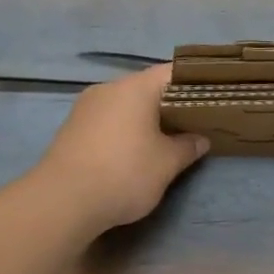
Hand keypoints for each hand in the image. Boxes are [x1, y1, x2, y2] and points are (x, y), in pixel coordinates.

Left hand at [33, 64, 207, 235]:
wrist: (62, 201)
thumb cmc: (124, 173)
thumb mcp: (167, 163)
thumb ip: (187, 146)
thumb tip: (200, 139)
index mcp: (135, 87)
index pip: (172, 72)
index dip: (194, 83)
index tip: (212, 98)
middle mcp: (109, 88)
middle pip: (147, 88)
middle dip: (170, 104)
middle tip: (193, 123)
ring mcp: (86, 107)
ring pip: (125, 105)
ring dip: (145, 119)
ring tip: (165, 140)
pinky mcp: (72, 128)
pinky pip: (107, 120)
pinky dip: (124, 130)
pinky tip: (132, 152)